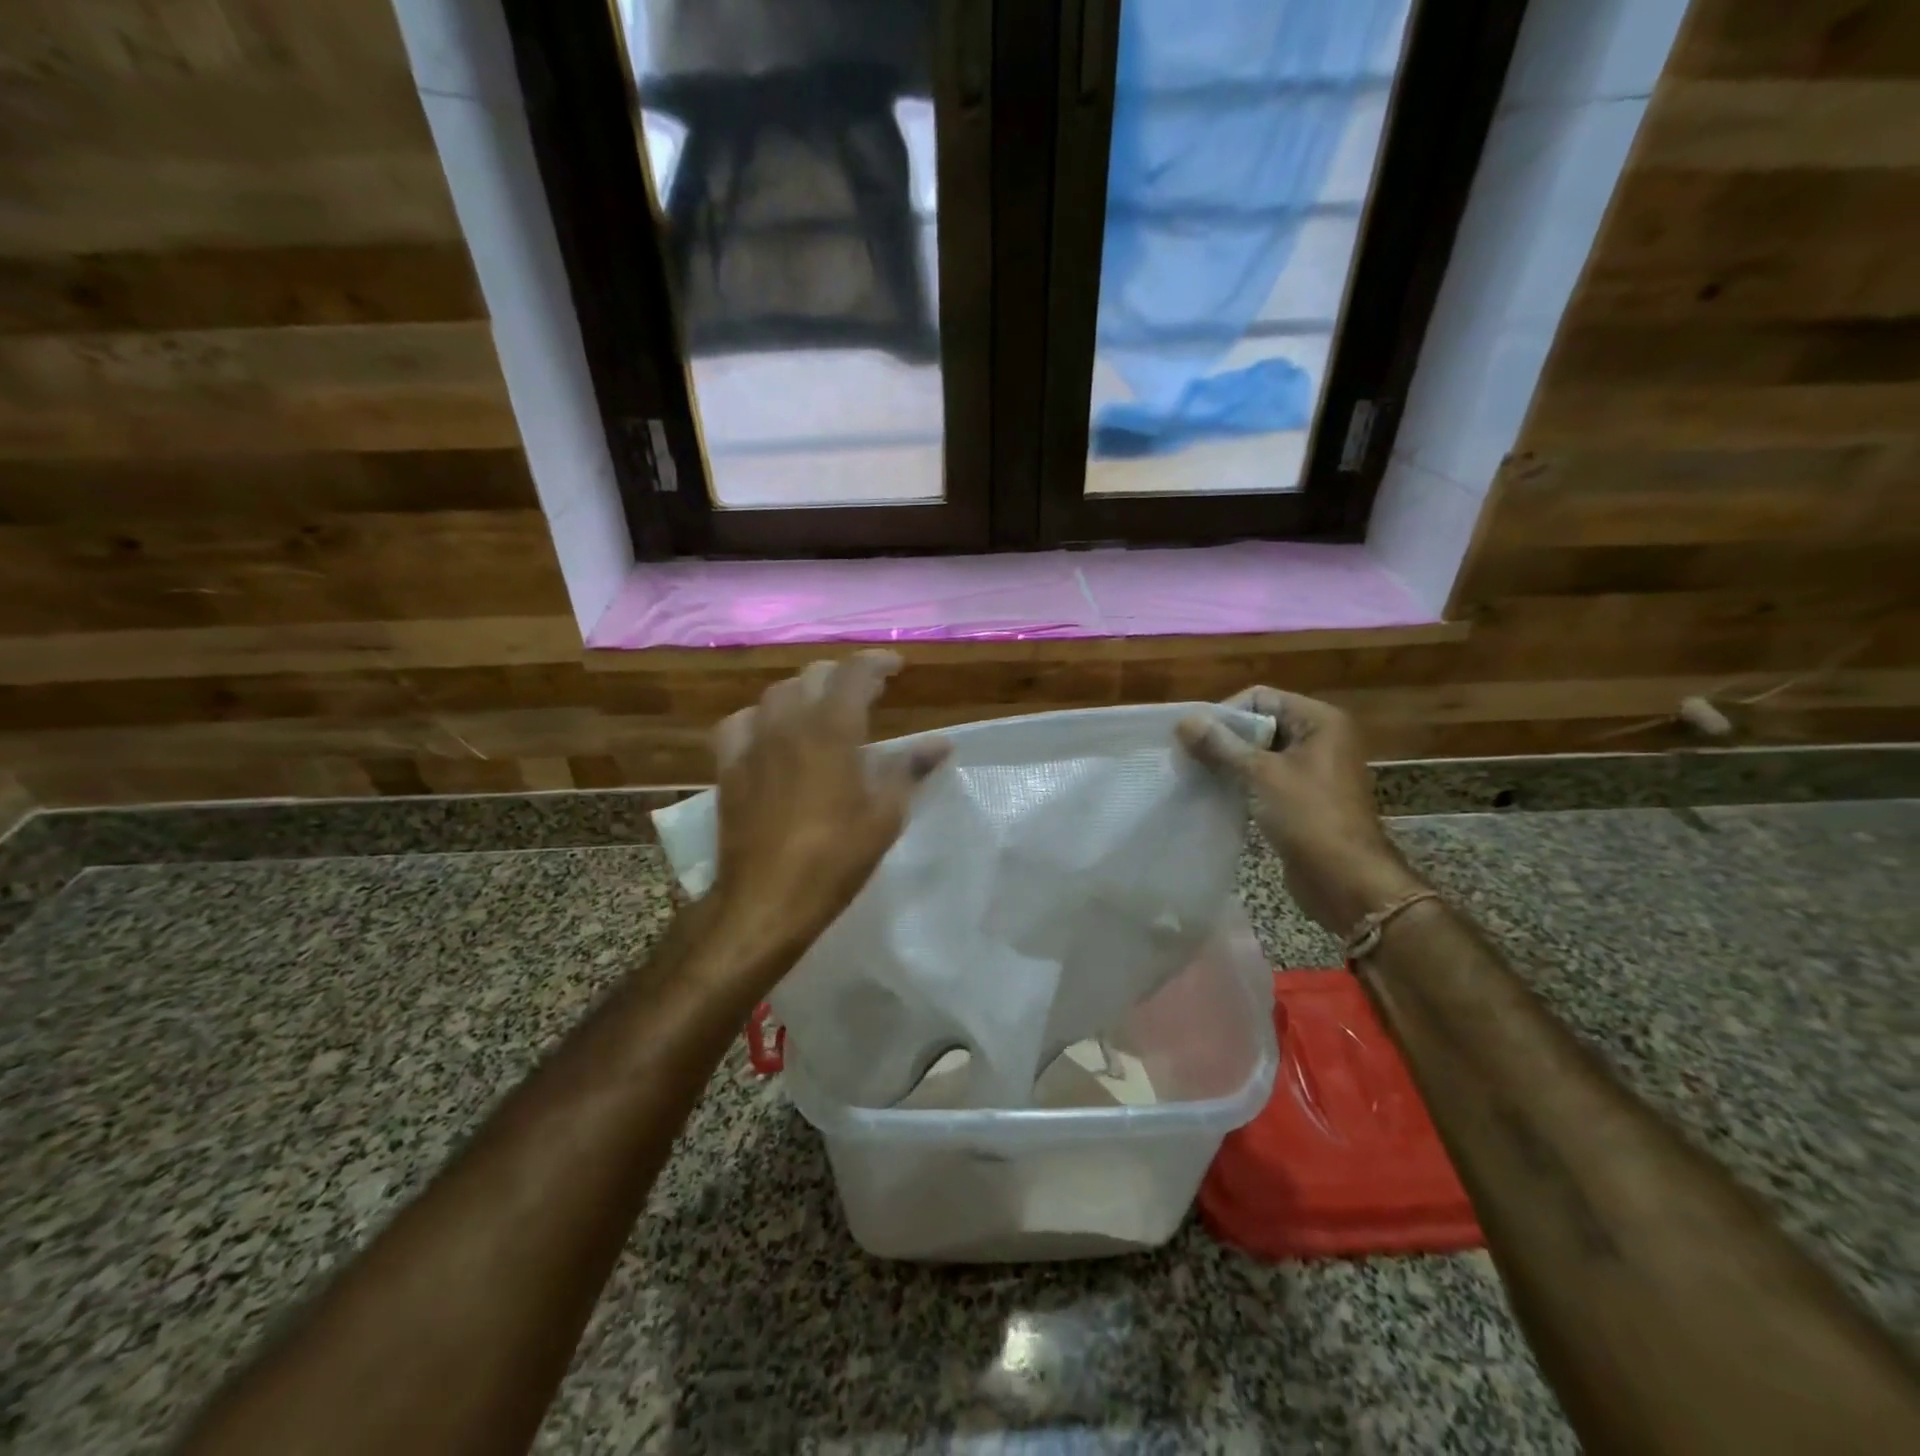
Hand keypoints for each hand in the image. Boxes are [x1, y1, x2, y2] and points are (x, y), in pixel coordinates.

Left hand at [707, 651, 948, 968]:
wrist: (766, 898)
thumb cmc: (835, 858)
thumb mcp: (884, 815)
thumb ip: (908, 769)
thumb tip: (940, 743)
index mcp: (832, 730)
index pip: (854, 673)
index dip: (877, 663)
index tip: (896, 668)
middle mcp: (789, 723)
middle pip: (813, 676)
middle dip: (843, 676)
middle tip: (865, 693)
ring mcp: (753, 742)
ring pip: (776, 693)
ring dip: (804, 692)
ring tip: (821, 709)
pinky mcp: (728, 766)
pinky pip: (739, 722)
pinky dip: (761, 717)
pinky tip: (770, 733)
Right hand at [1178, 687, 1424, 935]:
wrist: (1346, 880)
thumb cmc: (1308, 817)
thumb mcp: (1260, 775)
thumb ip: (1220, 745)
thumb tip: (1185, 720)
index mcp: (1320, 721)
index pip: (1261, 697)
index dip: (1226, 713)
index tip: (1194, 737)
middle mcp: (1320, 739)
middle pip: (1260, 724)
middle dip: (1224, 739)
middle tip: (1188, 757)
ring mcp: (1313, 771)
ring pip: (1260, 754)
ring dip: (1229, 763)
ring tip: (1196, 776)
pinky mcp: (1303, 799)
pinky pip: (1265, 780)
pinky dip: (1241, 784)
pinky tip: (1215, 795)